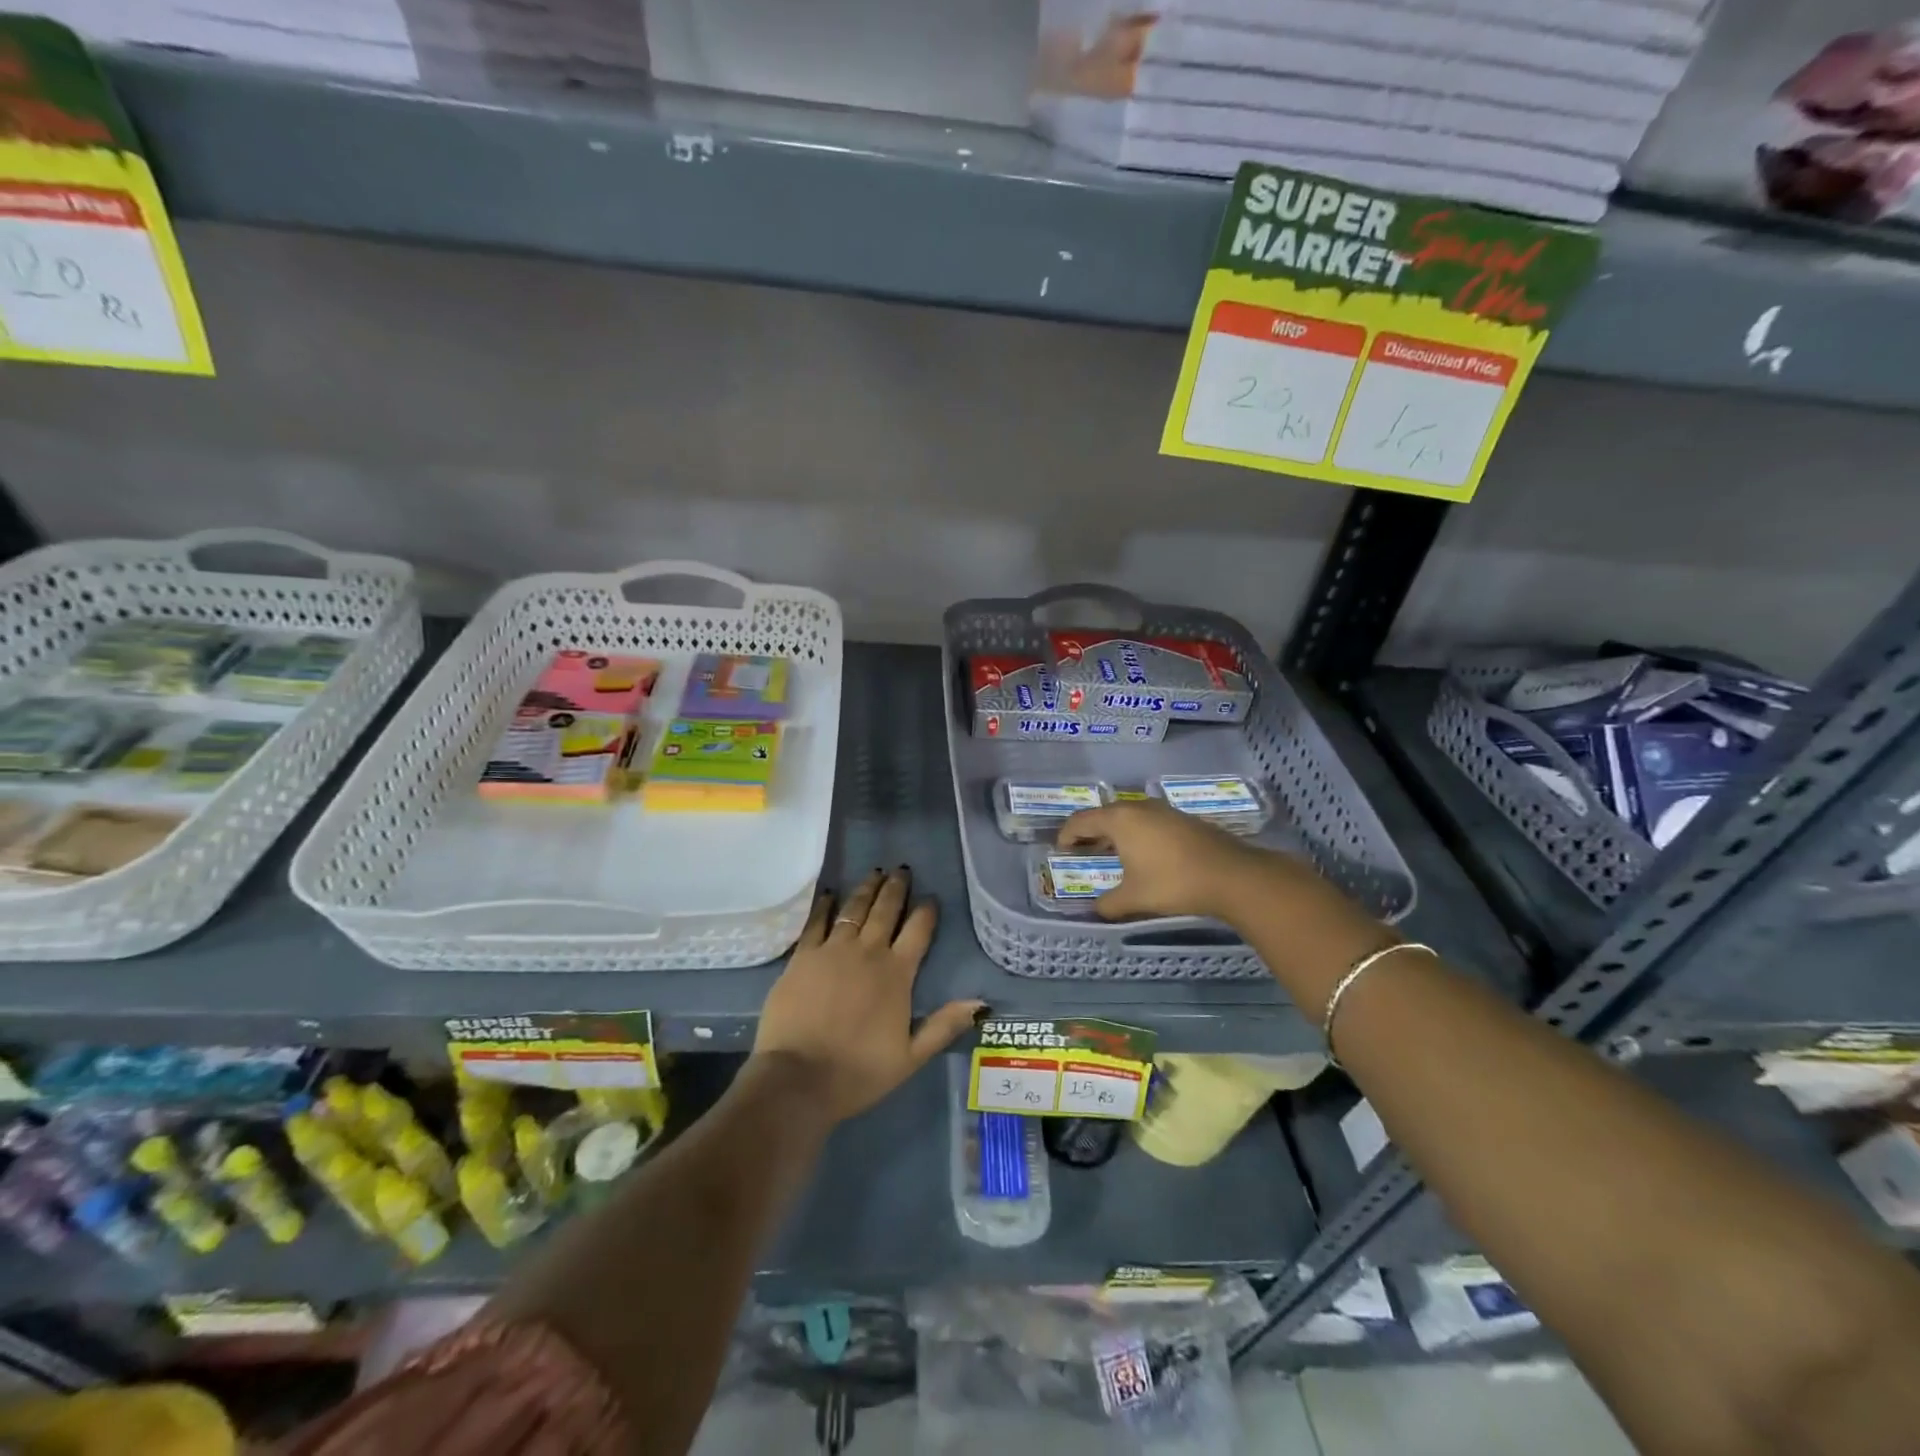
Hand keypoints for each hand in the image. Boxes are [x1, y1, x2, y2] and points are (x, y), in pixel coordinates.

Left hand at [753, 868, 983, 1122]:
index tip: (931, 898)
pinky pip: (816, 922)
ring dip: (866, 888)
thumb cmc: (858, 1071)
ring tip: (875, 872)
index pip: (918, 931)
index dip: (926, 911)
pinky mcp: (803, 956)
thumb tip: (981, 1002)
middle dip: (896, 888)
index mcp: (897, 974)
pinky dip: (824, 905)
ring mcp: (832, 950)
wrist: (799, 1078)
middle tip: (902, 870)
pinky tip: (829, 894)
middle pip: (886, 910)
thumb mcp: (911, 1057)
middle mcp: (868, 952)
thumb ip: (944, 1026)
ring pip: (854, 908)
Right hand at [1057, 799, 1276, 920]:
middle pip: (1104, 815)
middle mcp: (1138, 808)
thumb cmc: (1173, 882)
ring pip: (1129, 817)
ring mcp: (1163, 810)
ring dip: (1115, 833)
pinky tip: (1144, 856)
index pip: (1081, 820)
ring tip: (1112, 855)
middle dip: (1090, 834)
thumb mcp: (1134, 898)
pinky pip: (1148, 822)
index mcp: (1119, 820)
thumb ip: (1109, 904)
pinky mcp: (1182, 819)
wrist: (1231, 875)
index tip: (1061, 851)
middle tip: (1083, 853)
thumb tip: (1097, 910)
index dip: (1066, 835)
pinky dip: (1137, 835)